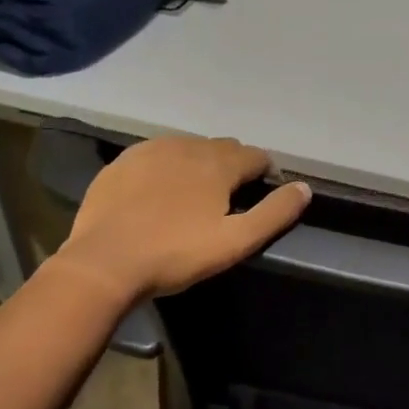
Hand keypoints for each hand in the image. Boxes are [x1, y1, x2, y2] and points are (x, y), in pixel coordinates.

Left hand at [53, 136, 310, 300]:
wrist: (104, 262)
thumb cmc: (176, 254)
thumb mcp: (236, 242)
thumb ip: (275, 213)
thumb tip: (304, 188)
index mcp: (219, 164)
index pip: (256, 156)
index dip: (265, 173)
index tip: (261, 194)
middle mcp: (189, 146)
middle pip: (224, 148)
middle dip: (233, 167)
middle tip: (228, 199)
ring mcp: (152, 150)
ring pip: (190, 148)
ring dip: (200, 164)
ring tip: (195, 195)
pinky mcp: (123, 161)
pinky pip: (157, 154)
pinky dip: (168, 166)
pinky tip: (160, 191)